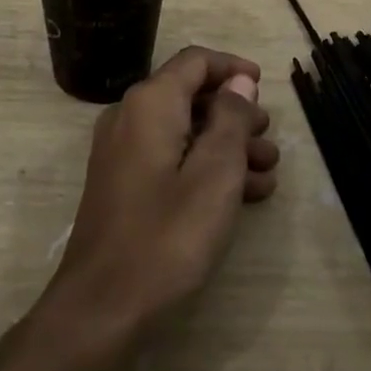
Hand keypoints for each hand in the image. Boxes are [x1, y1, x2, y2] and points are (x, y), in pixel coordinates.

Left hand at [46, 46, 278, 346]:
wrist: (101, 308)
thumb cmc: (167, 235)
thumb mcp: (215, 174)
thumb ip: (230, 119)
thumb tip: (238, 82)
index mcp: (150, 103)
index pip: (195, 61)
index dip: (232, 69)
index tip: (264, 86)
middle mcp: (130, 116)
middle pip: (190, 96)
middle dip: (234, 114)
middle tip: (269, 139)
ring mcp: (122, 151)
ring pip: (183, 130)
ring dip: (226, 146)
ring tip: (266, 174)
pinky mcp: (122, 183)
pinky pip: (169, 158)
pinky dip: (204, 167)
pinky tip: (242, 196)